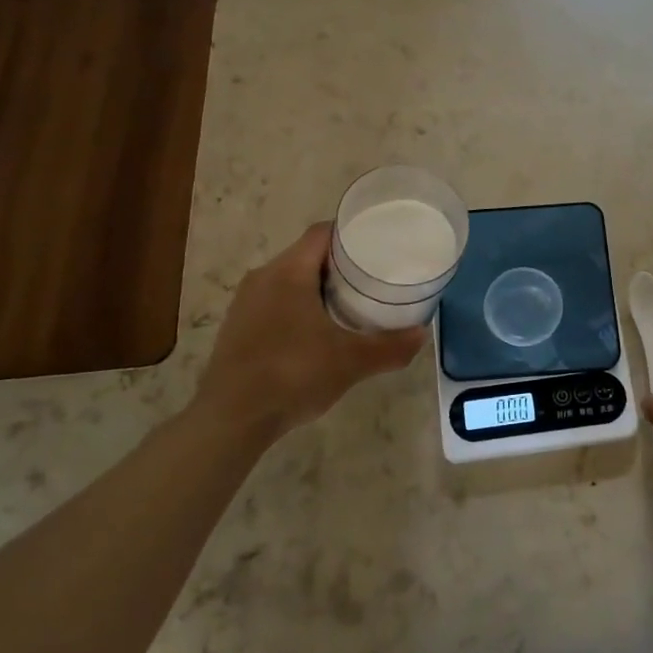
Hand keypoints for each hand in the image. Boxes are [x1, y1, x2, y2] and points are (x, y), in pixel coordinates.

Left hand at [195, 224, 424, 442]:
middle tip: (373, 277)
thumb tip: (423, 334)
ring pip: (290, 279)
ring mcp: (246, 302)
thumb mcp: (351, 361)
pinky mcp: (237, 327)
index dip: (352, 233)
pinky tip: (316, 332)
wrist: (230, 420)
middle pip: (307, 254)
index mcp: (288, 271)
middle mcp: (263, 276)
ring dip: (318, 287)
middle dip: (340, 264)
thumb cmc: (292, 375)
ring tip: (350, 304)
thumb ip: (390, 346)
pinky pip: (275, 301)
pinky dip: (298, 306)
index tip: (380, 244)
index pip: (323, 233)